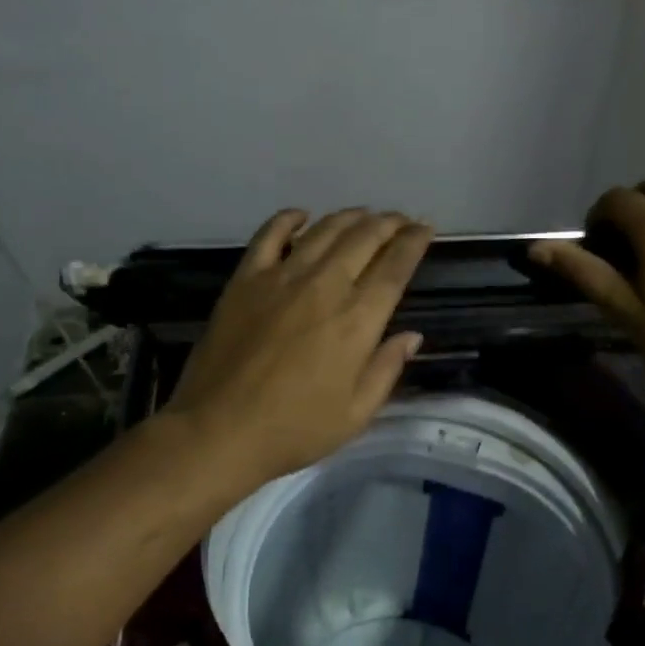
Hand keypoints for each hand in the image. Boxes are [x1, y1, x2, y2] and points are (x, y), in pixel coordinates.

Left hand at [162, 208, 434, 490]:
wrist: (219, 430)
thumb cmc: (295, 429)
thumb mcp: (356, 414)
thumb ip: (387, 369)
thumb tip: (411, 335)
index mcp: (357, 320)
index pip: (395, 267)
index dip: (414, 242)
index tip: (425, 227)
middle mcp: (324, 287)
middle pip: (363, 238)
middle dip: (388, 223)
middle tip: (400, 219)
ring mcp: (281, 277)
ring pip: (323, 230)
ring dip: (349, 217)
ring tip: (364, 214)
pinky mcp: (245, 279)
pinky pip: (269, 235)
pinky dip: (288, 219)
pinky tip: (301, 215)